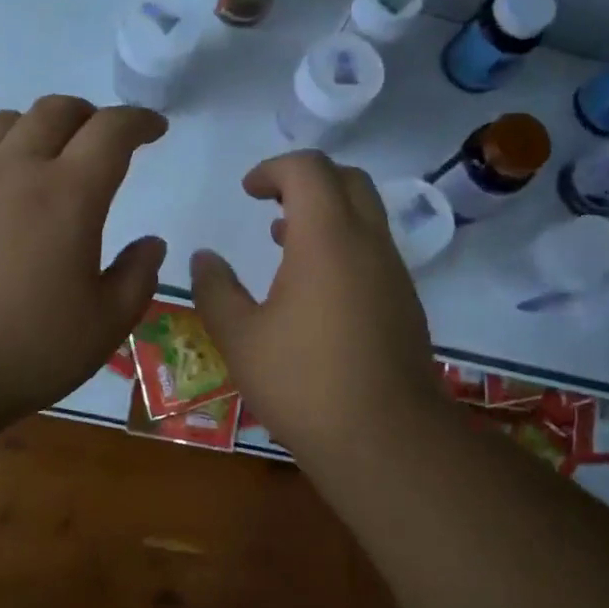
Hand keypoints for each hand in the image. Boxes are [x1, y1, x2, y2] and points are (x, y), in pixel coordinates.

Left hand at [0, 96, 167, 433]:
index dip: (139, 120)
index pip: (112, 130)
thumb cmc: (21, 351)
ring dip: (38, 128)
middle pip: (57, 110)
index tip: (154, 128)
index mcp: (69, 195)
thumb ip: (137, 277)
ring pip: (6, 121)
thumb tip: (151, 243)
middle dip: (90, 116)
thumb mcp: (103, 326)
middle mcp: (16, 168)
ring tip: (46, 157)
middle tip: (102, 142)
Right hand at [190, 152, 448, 469]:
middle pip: (347, 180)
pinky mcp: (405, 302)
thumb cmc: (303, 382)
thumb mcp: (240, 338)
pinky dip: (344, 244)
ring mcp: (394, 273)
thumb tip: (203, 258)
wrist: (385, 439)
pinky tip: (315, 290)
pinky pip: (375, 249)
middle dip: (306, 180)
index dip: (273, 168)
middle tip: (270, 205)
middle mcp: (369, 243)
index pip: (309, 169)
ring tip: (284, 244)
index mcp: (328, 238)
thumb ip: (215, 289)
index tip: (247, 193)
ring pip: (366, 215)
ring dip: (326, 214)